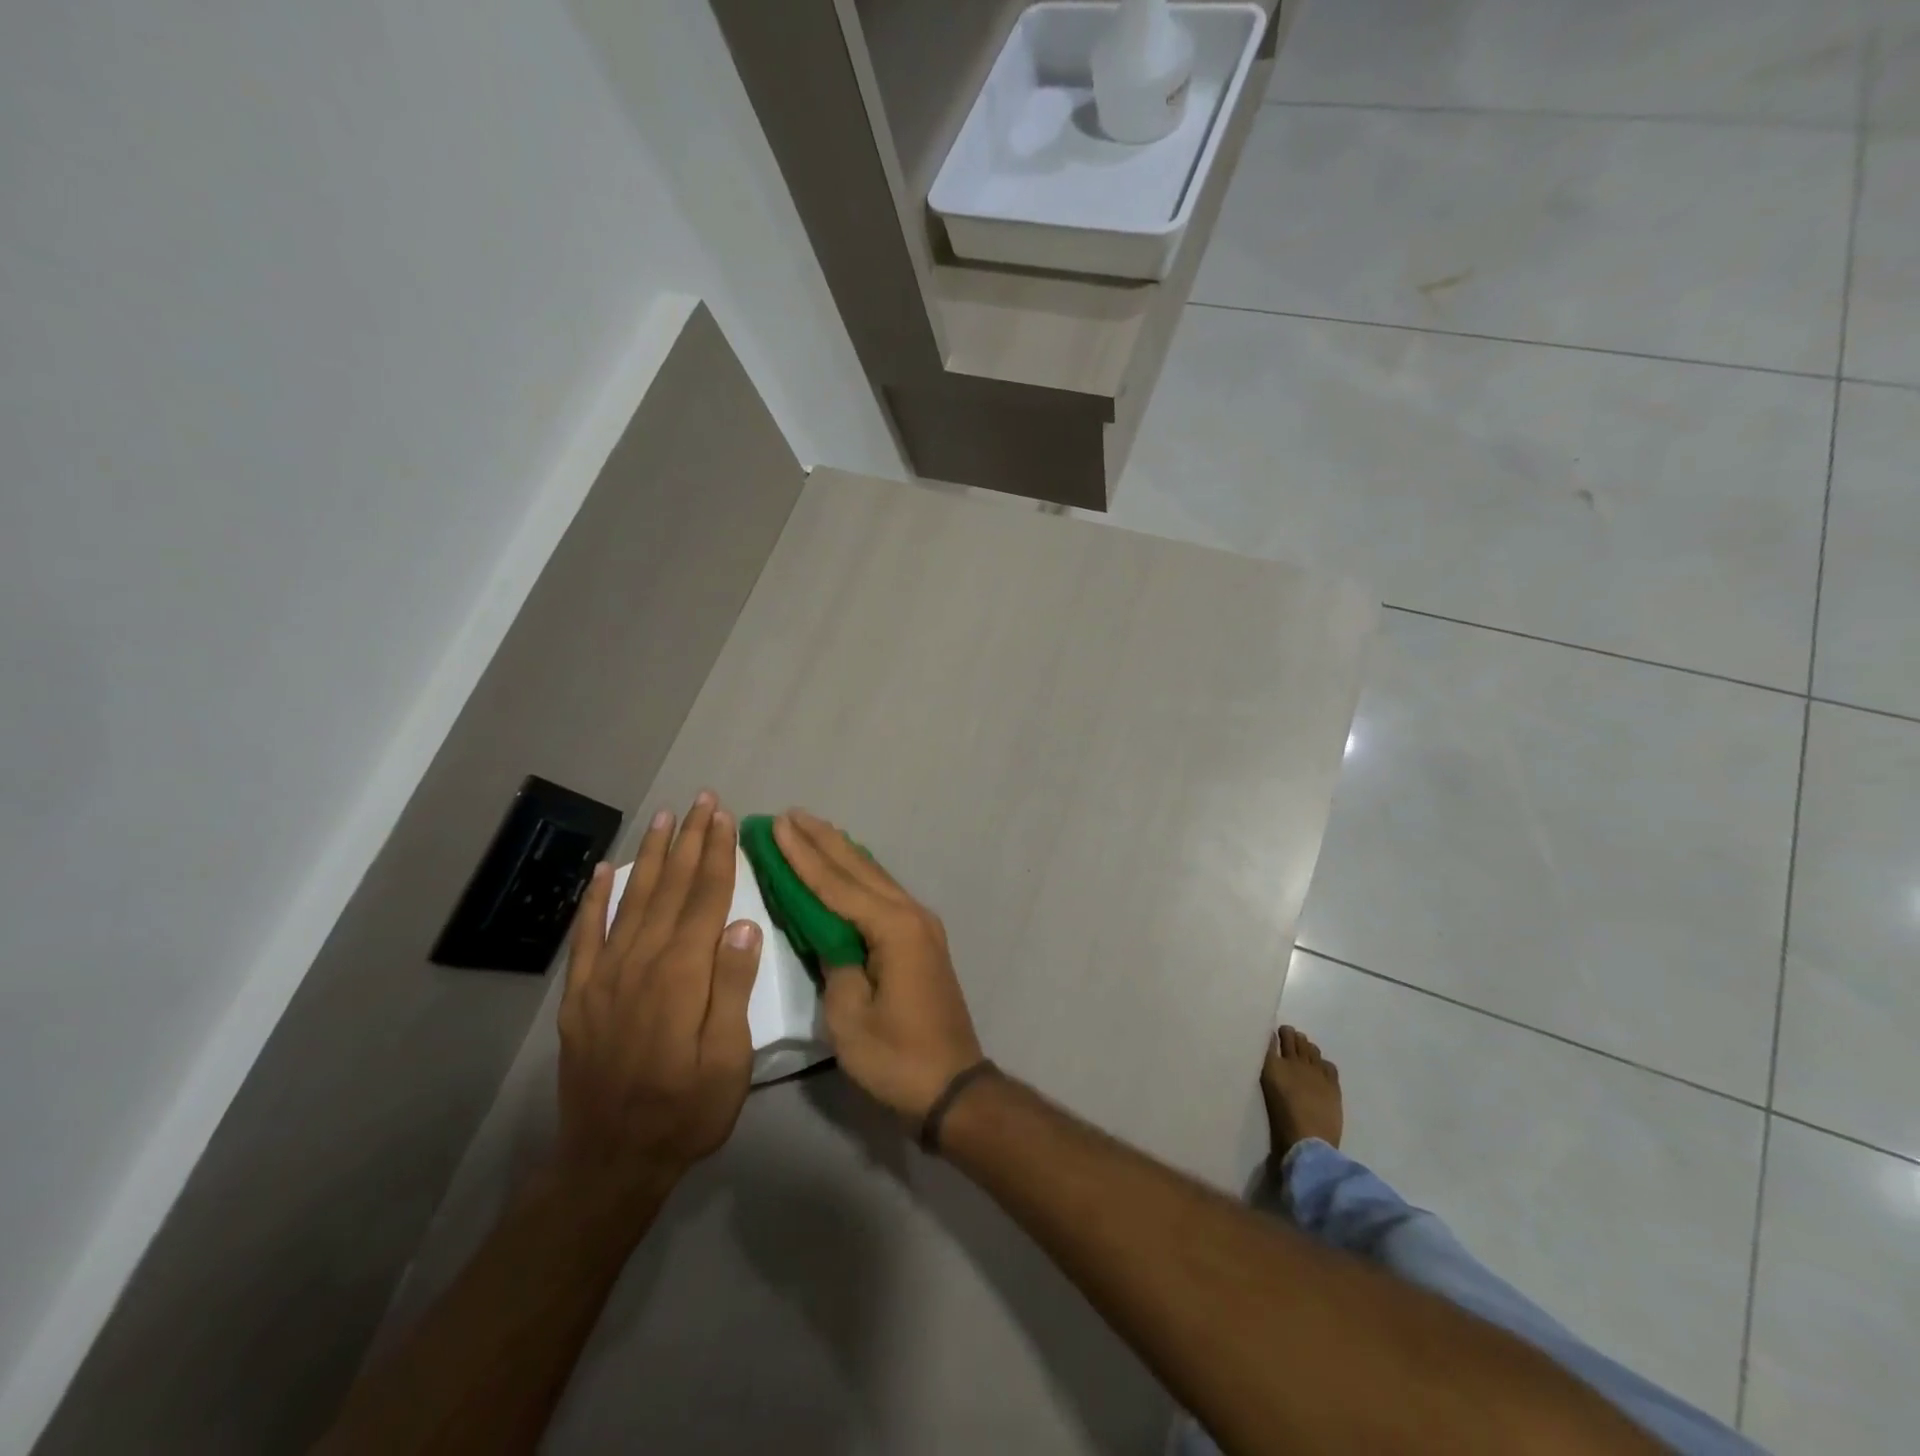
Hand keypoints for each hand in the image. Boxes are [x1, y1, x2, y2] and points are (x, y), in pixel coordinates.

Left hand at [556, 792, 762, 1200]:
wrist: (609, 1162)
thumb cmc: (686, 1112)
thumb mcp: (728, 1060)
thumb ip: (732, 988)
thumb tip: (744, 925)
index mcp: (681, 975)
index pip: (704, 900)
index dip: (716, 855)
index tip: (724, 817)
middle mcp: (640, 963)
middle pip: (671, 889)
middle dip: (689, 842)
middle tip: (702, 801)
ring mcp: (604, 977)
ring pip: (632, 900)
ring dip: (650, 856)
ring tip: (665, 819)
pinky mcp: (581, 995)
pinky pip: (587, 935)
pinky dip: (595, 899)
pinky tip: (604, 871)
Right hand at [773, 810, 983, 1120]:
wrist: (953, 1086)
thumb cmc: (897, 1058)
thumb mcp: (851, 1018)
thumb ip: (836, 965)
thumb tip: (829, 936)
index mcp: (893, 928)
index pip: (836, 884)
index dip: (802, 855)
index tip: (776, 825)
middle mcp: (910, 914)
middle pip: (858, 869)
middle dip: (822, 841)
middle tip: (790, 814)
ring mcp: (920, 926)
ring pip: (874, 876)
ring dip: (841, 852)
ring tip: (812, 828)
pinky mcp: (921, 940)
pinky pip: (883, 893)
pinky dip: (858, 874)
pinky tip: (848, 866)